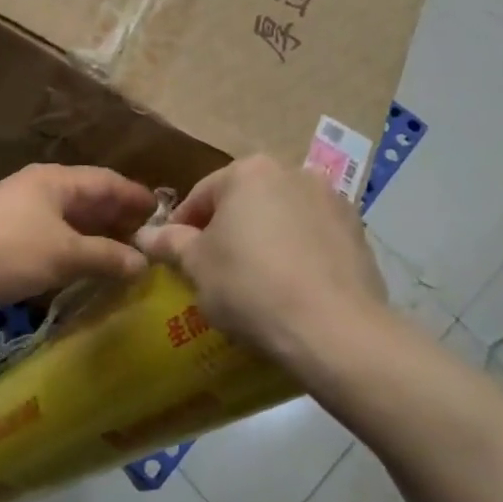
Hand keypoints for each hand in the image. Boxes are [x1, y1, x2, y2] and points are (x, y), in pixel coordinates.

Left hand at [0, 164, 156, 312]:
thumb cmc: (10, 252)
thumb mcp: (65, 255)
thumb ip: (107, 257)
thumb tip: (143, 263)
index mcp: (54, 180)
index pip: (106, 181)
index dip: (135, 197)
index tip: (163, 214)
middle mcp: (37, 187)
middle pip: (87, 197)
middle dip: (117, 217)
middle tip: (147, 239)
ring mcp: (18, 209)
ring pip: (68, 217)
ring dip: (95, 234)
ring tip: (123, 253)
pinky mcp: (5, 232)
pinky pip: (51, 232)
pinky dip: (72, 245)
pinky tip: (84, 263)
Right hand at [135, 156, 387, 365]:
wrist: (334, 328)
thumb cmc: (249, 286)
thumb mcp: (196, 266)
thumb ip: (170, 243)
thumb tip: (143, 234)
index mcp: (248, 172)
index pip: (201, 194)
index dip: (181, 226)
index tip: (175, 256)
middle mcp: (293, 172)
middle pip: (244, 200)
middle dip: (226, 228)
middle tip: (212, 267)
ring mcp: (333, 200)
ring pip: (281, 216)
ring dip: (263, 237)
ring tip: (253, 278)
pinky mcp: (359, 232)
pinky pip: (312, 236)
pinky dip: (296, 252)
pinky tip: (289, 285)